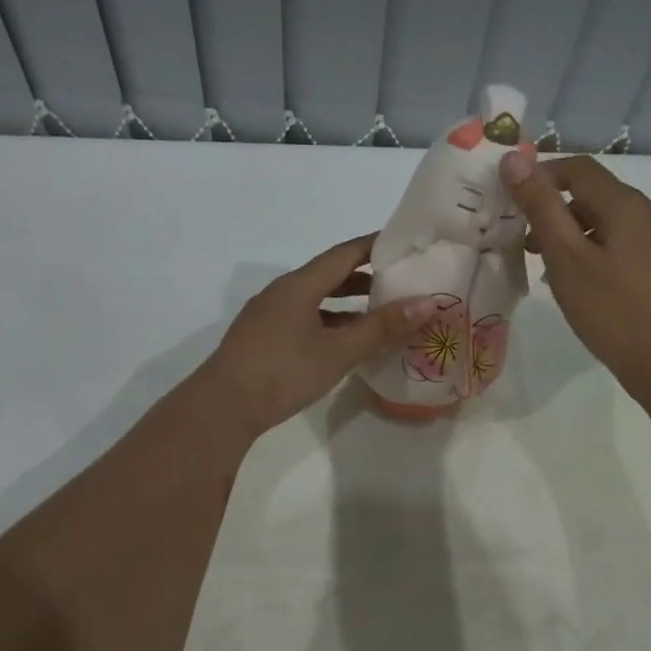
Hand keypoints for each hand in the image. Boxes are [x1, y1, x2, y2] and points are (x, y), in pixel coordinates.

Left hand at [198, 234, 435, 436]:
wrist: (224, 406)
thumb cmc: (283, 372)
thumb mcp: (338, 351)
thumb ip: (381, 327)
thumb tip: (426, 303)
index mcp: (299, 285)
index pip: (344, 253)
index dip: (375, 246)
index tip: (405, 244)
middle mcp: (282, 292)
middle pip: (329, 275)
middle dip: (365, 277)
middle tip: (400, 282)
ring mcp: (268, 315)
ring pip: (315, 300)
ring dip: (347, 304)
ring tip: (379, 314)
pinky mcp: (263, 338)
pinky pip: (303, 319)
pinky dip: (329, 323)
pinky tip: (344, 342)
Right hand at [501, 151, 650, 407]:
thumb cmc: (616, 314)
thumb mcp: (568, 260)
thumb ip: (542, 208)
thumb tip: (515, 157)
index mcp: (627, 205)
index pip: (579, 168)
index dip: (542, 176)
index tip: (512, 202)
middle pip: (599, 198)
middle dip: (558, 213)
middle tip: (527, 247)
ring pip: (616, 227)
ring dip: (580, 238)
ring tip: (554, 274)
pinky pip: (633, 251)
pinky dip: (603, 257)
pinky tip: (593, 293)